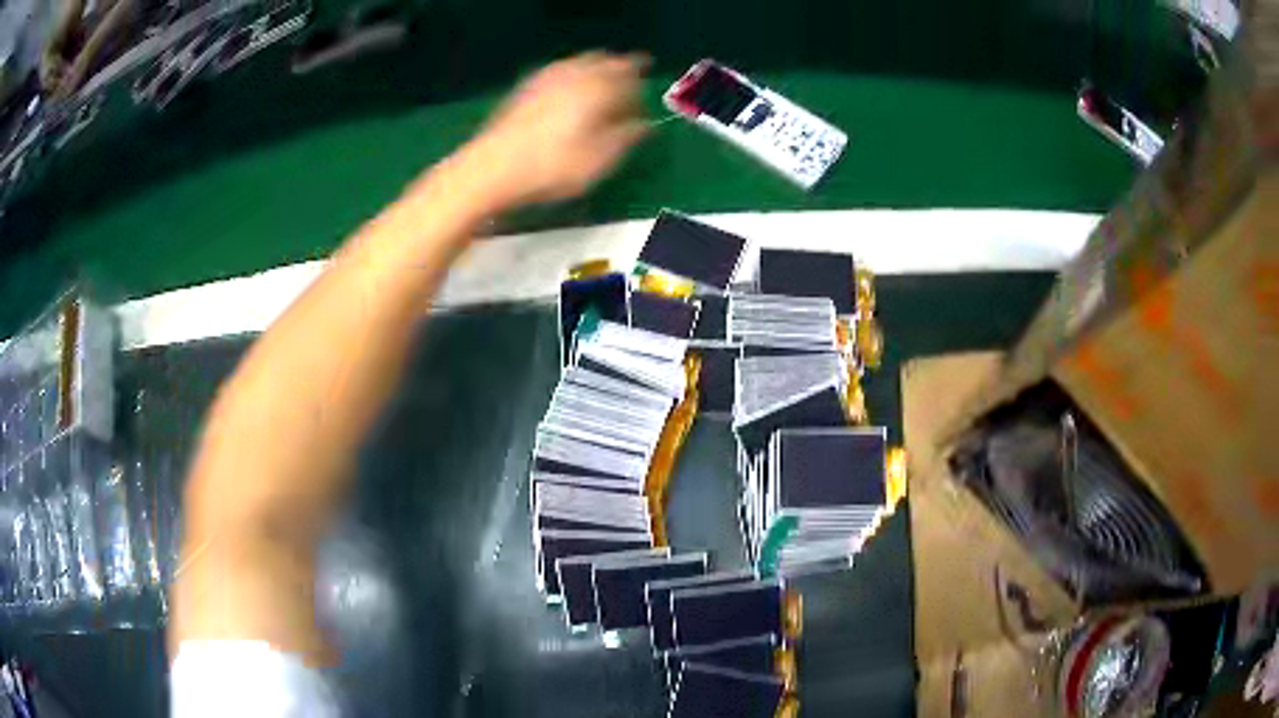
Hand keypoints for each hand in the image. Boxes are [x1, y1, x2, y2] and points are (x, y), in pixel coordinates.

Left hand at [464, 52, 648, 207]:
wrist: (492, 169)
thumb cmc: (550, 169)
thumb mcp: (597, 161)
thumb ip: (625, 139)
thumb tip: (644, 126)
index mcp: (598, 90)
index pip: (629, 79)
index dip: (640, 92)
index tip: (643, 107)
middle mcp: (575, 76)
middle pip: (606, 62)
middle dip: (621, 71)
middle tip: (630, 83)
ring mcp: (547, 78)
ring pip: (581, 62)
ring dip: (596, 69)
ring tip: (602, 85)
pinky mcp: (526, 88)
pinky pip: (559, 70)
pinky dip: (572, 74)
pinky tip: (569, 88)